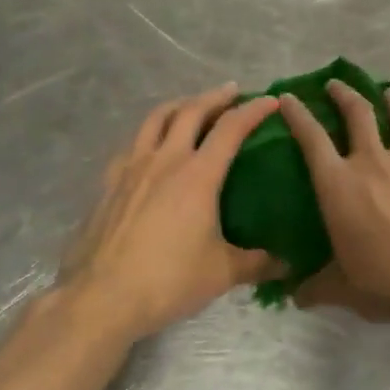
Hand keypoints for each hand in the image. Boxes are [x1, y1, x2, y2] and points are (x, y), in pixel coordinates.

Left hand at [59, 86, 282, 340]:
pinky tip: (151, 149)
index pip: (230, 129)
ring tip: (190, 106)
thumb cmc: (169, 280)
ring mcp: (131, 168)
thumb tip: (287, 265)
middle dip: (215, 97)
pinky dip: (149, 135)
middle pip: (190, 111)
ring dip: (178, 105)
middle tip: (232, 93)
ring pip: (155, 119)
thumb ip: (256, 263)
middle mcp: (165, 160)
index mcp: (198, 175)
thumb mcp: (221, 273)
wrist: (101, 297)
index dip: (252, 111)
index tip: (270, 100)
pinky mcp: (108, 183)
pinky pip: (132, 145)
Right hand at [277, 82, 389, 348]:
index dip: (297, 114)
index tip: (289, 98)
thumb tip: (292, 297)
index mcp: (339, 185)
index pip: (311, 138)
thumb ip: (315, 288)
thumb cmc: (383, 283)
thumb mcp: (340, 289)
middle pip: (359, 114)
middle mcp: (374, 164)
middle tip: (337, 84)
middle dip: (345, 94)